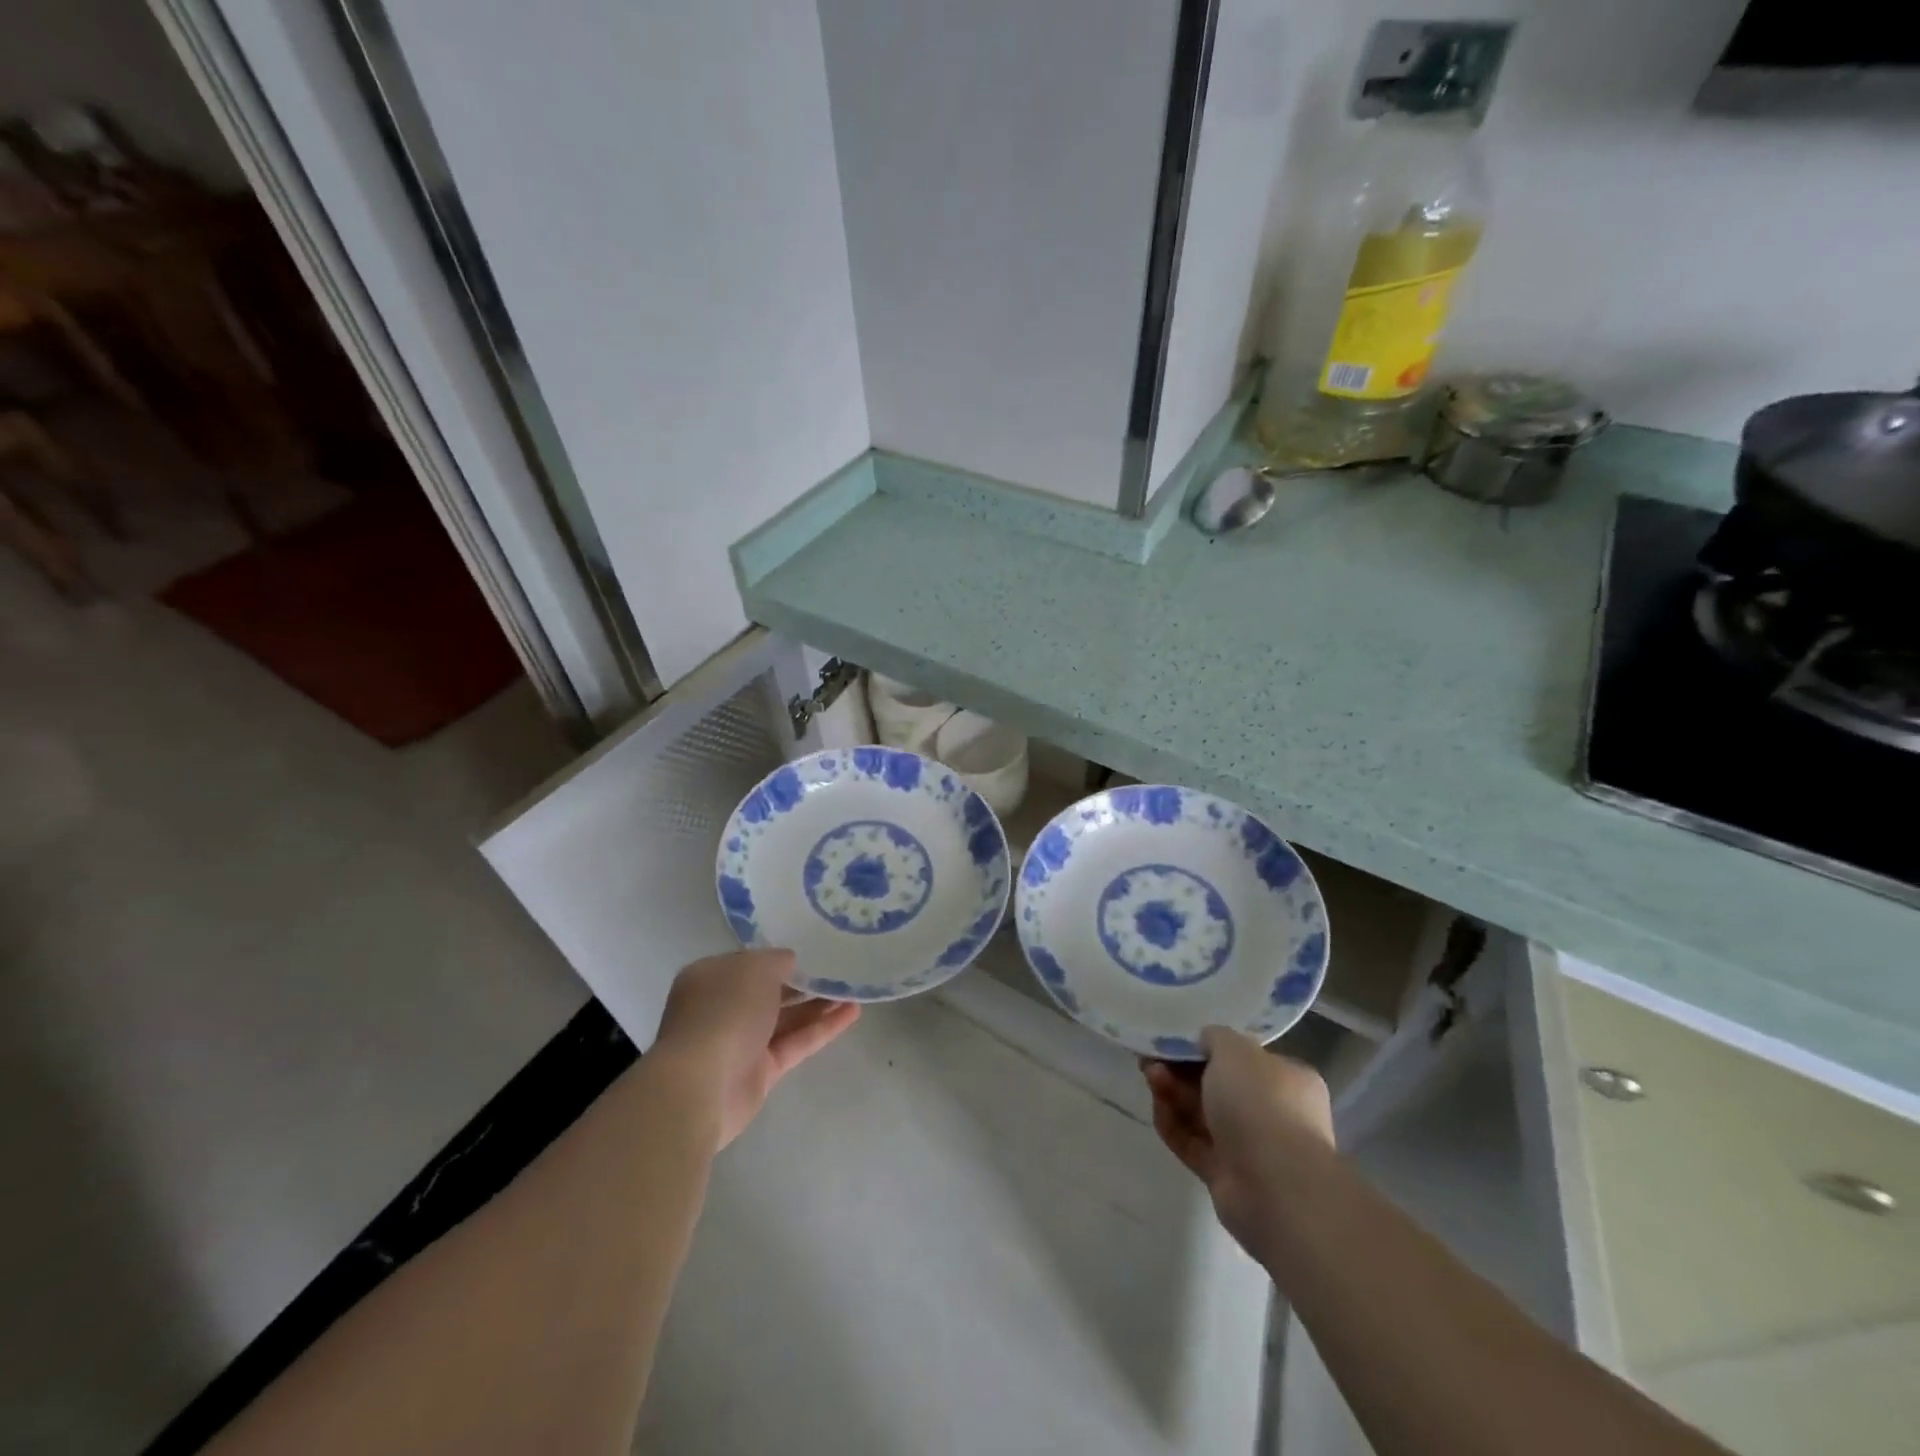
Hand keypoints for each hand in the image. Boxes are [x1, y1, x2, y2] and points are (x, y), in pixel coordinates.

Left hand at [653, 949, 859, 1148]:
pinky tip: (853, 1012)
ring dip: (818, 1004)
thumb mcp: (754, 968)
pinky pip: (796, 1043)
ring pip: (786, 1018)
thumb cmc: (724, 1011)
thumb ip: (776, 960)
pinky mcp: (760, 1072)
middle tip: (838, 970)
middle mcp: (723, 1009)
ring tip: (853, 990)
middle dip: (802, 982)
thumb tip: (790, 961)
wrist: (702, 1085)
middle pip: (769, 992)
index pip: (748, 963)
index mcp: (711, 978)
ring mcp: (741, 1042)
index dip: (778, 957)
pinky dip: (822, 1028)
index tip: (811, 949)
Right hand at [1142, 1026, 1333, 1254]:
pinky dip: (1174, 1125)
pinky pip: (1194, 1143)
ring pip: (1203, 1113)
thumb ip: (1216, 1037)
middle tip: (1153, 1059)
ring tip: (1151, 1077)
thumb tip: (1206, 1040)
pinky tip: (1157, 1107)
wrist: (1274, 1187)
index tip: (1176, 1040)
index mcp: (1287, 1080)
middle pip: (1217, 1085)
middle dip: (1182, 1070)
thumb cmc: (1261, 1105)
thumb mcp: (1236, 1050)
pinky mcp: (1226, 1174)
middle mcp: (1273, 1112)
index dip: (1207, 1048)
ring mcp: (1250, 1147)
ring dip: (1174, 1093)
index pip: (1244, 1058)